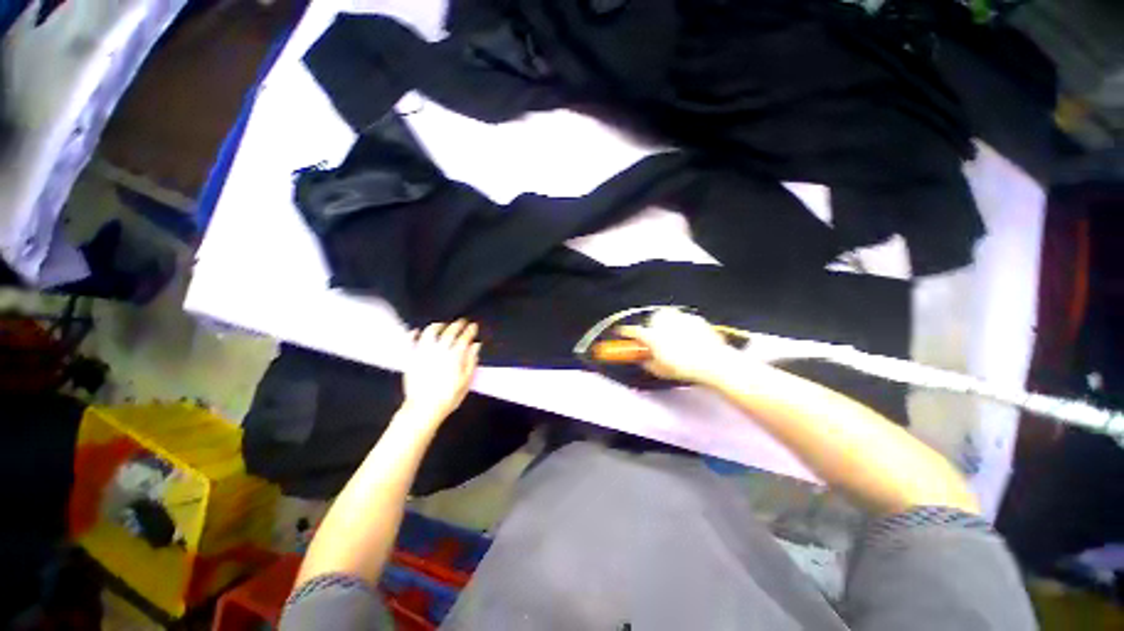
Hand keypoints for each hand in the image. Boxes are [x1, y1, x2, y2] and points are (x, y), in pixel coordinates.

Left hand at [401, 320, 480, 424]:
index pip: (464, 337)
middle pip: (449, 332)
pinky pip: (410, 343)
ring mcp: (424, 353)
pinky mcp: (411, 359)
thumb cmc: (448, 397)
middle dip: (457, 325)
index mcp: (455, 355)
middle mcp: (439, 350)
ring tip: (442, 325)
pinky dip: (413, 335)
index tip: (473, 326)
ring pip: (430, 333)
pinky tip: (415, 331)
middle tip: (462, 322)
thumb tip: (475, 346)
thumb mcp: (466, 381)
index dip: (470, 330)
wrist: (424, 408)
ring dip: (437, 326)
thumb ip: (471, 361)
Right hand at [617, 309, 735, 383]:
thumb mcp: (660, 370)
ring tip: (672, 334)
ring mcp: (680, 319)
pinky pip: (685, 319)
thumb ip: (647, 363)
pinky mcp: (695, 319)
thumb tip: (642, 360)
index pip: (634, 332)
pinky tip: (689, 336)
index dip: (626, 332)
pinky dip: (684, 325)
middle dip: (651, 325)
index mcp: (652, 336)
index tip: (621, 332)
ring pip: (668, 315)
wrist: (713, 362)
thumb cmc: (684, 368)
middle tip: (655, 336)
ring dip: (667, 322)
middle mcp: (663, 323)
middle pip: (652, 319)